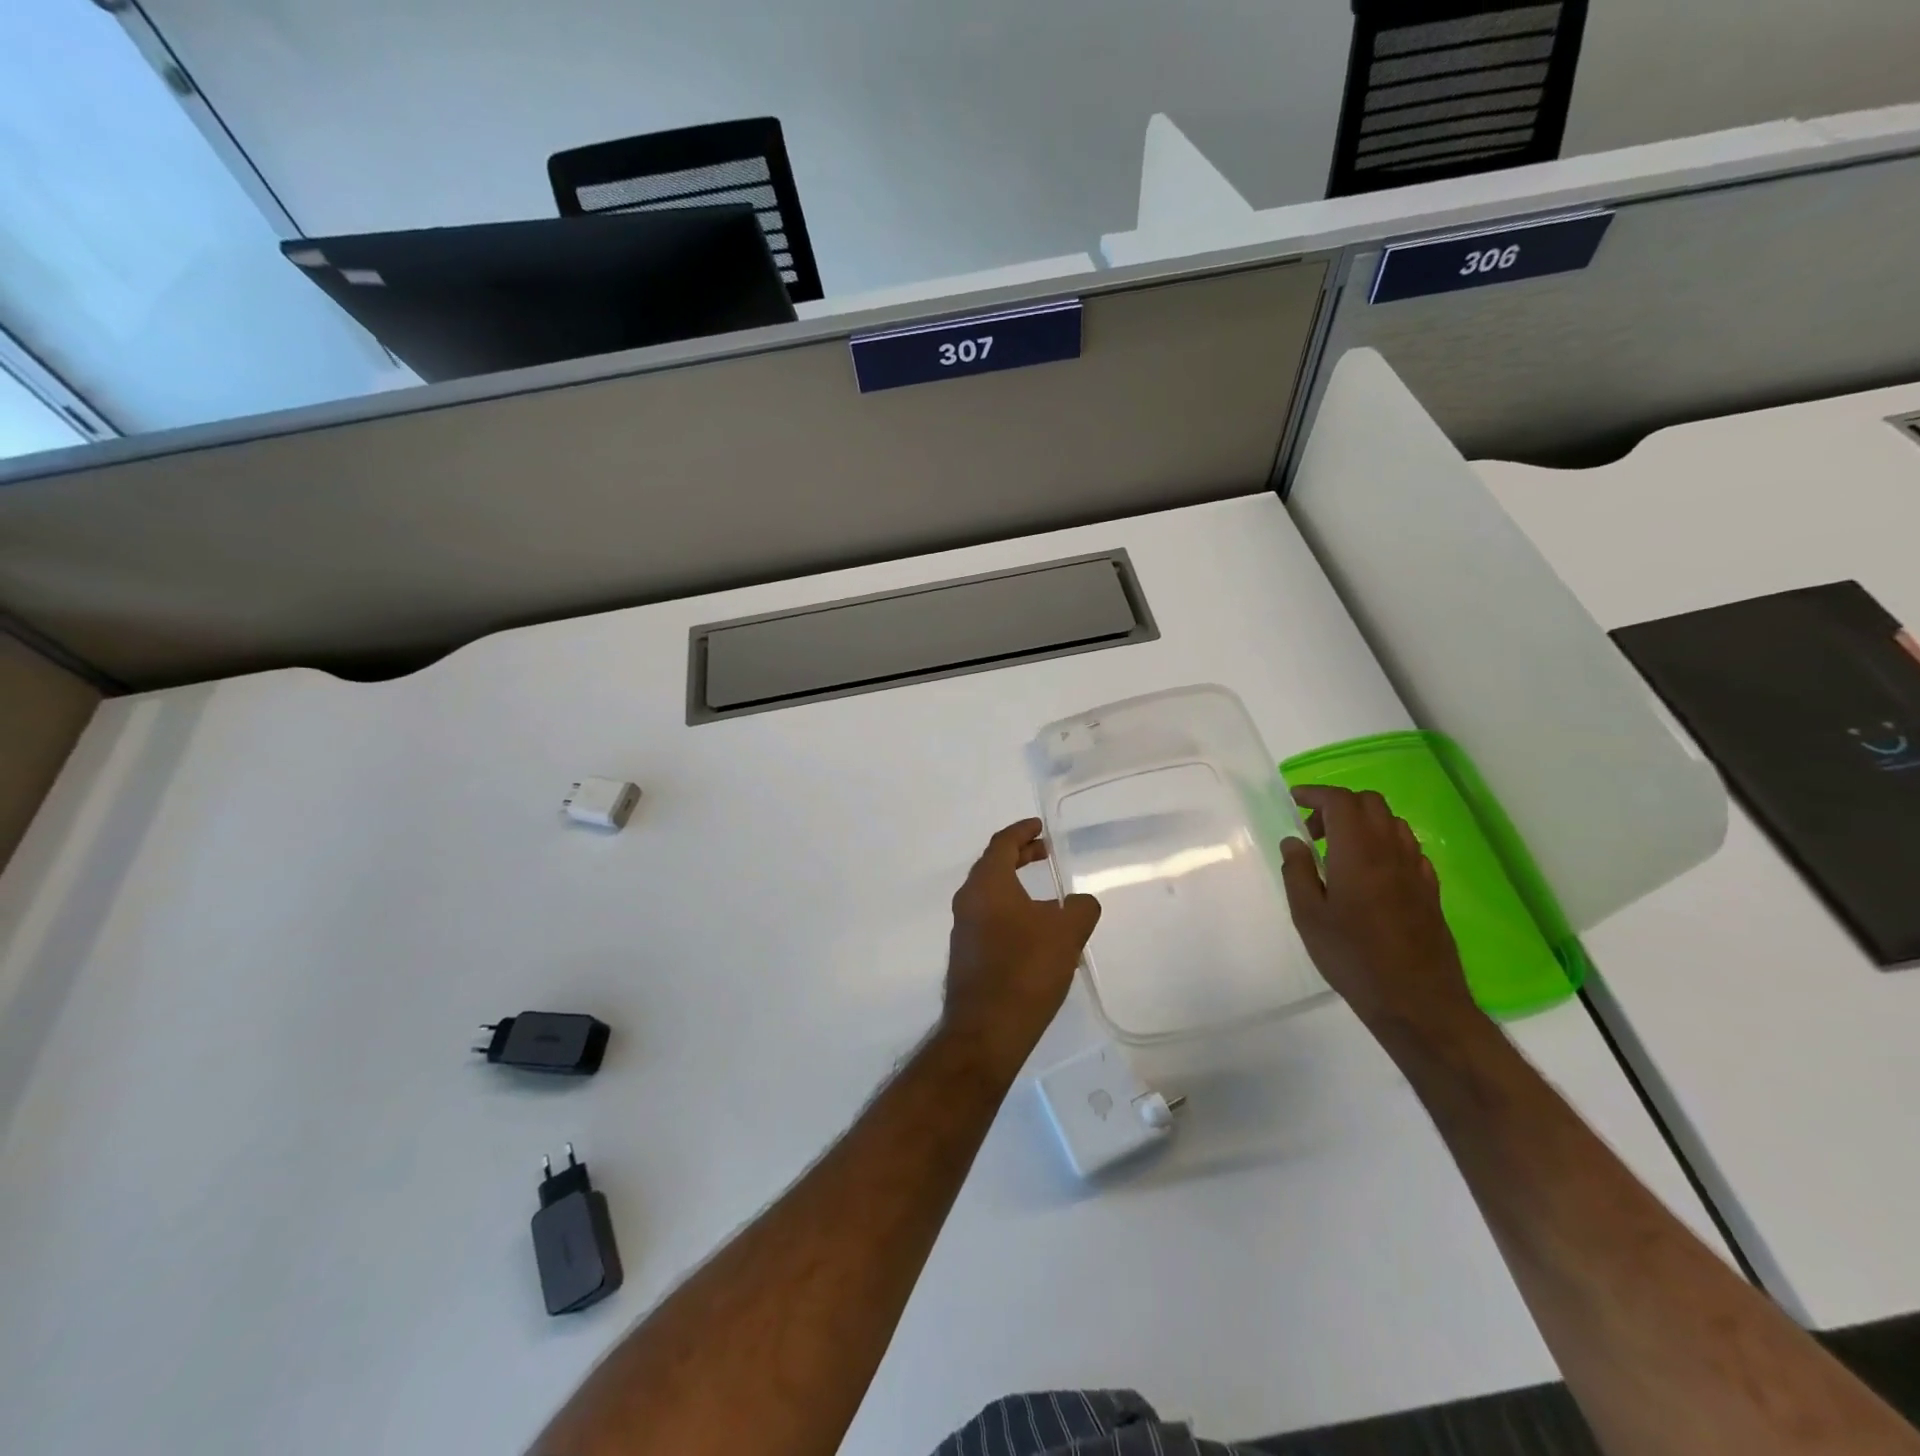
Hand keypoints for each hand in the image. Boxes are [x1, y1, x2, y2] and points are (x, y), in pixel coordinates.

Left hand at [942, 819, 1100, 1063]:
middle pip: (993, 866)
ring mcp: (964, 930)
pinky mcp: (967, 956)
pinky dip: (1012, 912)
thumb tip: (1079, 903)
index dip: (1022, 831)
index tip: (1040, 827)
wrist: (987, 1030)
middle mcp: (968, 901)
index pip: (1002, 844)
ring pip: (992, 895)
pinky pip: (991, 920)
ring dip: (1017, 887)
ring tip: (1049, 897)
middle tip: (1045, 853)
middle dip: (1020, 856)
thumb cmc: (1025, 970)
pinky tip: (1037, 934)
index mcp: (987, 884)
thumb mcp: (1066, 932)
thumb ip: (1080, 908)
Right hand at [1279, 785, 1479, 1041]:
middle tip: (1314, 831)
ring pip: (1392, 822)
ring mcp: (1416, 870)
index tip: (1293, 800)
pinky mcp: (1429, 890)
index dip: (1315, 794)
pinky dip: (1384, 844)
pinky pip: (1407, 848)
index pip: (1340, 801)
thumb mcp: (1308, 916)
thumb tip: (1294, 842)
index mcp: (1358, 852)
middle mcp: (1391, 851)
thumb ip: (1297, 872)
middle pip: (1370, 803)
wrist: (1417, 1001)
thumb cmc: (1353, 958)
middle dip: (1338, 805)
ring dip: (1363, 823)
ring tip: (1339, 851)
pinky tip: (1369, 872)